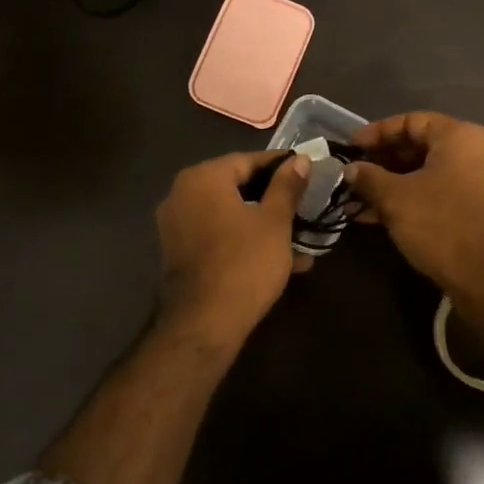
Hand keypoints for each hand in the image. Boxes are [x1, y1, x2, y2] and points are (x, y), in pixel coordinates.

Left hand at [156, 150, 310, 343]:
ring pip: (229, 214)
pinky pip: (217, 235)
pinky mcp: (178, 252)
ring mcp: (176, 225)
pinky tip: (278, 259)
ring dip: (263, 224)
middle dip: (273, 199)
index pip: (248, 160)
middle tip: (305, 207)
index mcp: (203, 178)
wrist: (204, 323)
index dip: (281, 166)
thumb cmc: (244, 263)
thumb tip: (300, 160)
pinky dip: (244, 240)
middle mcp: (181, 194)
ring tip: (299, 239)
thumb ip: (287, 186)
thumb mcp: (275, 221)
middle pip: (236, 186)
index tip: (308, 173)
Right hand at [347, 112, 483, 297]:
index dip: (377, 132)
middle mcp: (477, 152)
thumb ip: (369, 177)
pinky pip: (440, 195)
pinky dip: (412, 201)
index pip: (411, 121)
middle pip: (421, 147)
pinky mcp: (481, 211)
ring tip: (358, 203)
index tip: (351, 147)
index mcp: (460, 137)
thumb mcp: (395, 198)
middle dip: (382, 163)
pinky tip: (379, 218)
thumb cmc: (441, 224)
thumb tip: (351, 169)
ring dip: (392, 187)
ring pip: (428, 175)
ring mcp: (483, 183)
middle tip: (354, 177)